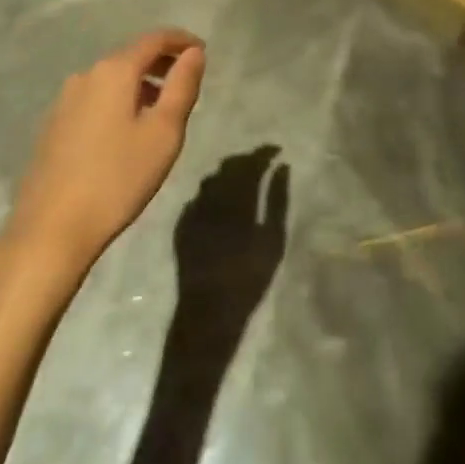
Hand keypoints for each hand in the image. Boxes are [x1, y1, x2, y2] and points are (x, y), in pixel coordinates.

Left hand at [3, 29, 206, 273]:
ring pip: (112, 79)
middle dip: (161, 63)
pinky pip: (95, 99)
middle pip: (131, 56)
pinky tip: (125, 133)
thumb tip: (194, 52)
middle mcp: (86, 75)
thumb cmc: (117, 178)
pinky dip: (118, 101)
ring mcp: (65, 100)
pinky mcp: (53, 125)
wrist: (50, 230)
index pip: (154, 39)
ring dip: (139, 85)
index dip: (181, 41)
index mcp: (114, 71)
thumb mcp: (164, 133)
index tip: (203, 51)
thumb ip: (182, 86)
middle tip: (185, 83)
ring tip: (160, 111)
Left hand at [172, 146, 288, 317]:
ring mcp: (194, 211)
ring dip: (226, 175)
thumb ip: (277, 200)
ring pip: (210, 180)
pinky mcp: (182, 225)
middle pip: (228, 167)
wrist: (208, 312)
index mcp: (236, 198)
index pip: (250, 164)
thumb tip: (282, 167)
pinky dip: (210, 193)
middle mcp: (212, 198)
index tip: (276, 151)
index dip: (263, 154)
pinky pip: (197, 198)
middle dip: (245, 161)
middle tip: (260, 163)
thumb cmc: (248, 277)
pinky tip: (218, 201)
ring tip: (241, 180)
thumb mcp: (273, 240)